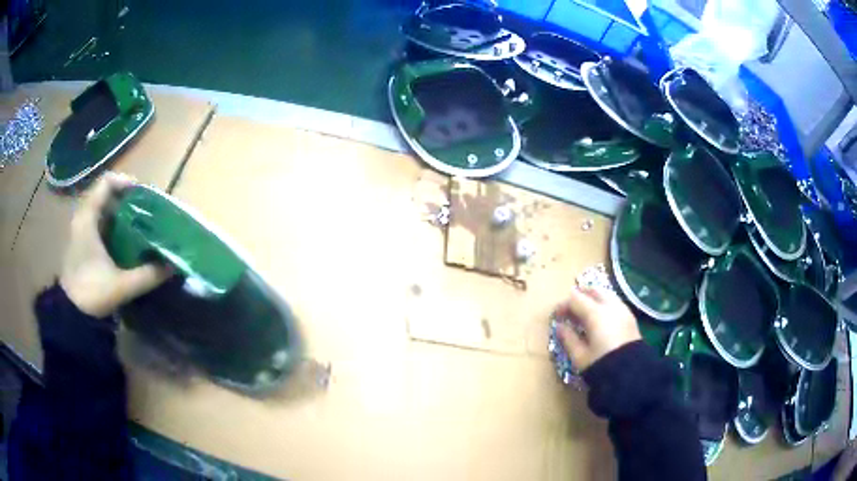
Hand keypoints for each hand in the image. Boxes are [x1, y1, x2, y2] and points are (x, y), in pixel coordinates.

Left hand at [59, 173, 171, 317]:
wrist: (71, 314)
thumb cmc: (91, 293)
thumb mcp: (121, 286)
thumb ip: (147, 275)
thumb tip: (172, 266)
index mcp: (88, 218)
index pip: (106, 182)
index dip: (126, 182)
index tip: (143, 195)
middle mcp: (83, 217)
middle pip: (107, 194)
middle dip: (128, 200)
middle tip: (146, 212)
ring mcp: (82, 229)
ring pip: (104, 209)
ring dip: (122, 213)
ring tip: (139, 225)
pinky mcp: (83, 242)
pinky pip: (100, 222)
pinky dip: (114, 225)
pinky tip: (126, 240)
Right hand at [554, 287, 640, 371]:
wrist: (630, 374)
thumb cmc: (601, 364)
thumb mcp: (579, 355)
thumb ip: (568, 338)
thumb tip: (560, 326)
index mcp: (595, 313)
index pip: (575, 299)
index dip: (564, 305)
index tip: (557, 316)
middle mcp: (611, 306)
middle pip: (593, 291)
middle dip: (580, 296)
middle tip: (571, 308)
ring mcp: (623, 310)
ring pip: (606, 295)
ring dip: (594, 299)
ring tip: (585, 313)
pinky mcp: (630, 318)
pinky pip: (615, 303)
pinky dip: (605, 305)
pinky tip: (600, 319)